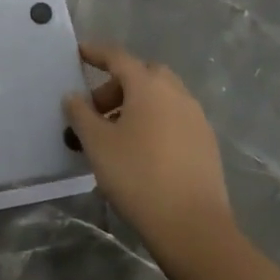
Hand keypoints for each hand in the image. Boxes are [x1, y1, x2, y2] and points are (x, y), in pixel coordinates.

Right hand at [63, 43, 233, 261]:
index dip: (96, 53)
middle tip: (97, 109)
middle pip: (143, 75)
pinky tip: (143, 151)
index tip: (80, 52)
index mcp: (148, 85)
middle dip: (118, 85)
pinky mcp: (206, 143)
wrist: (194, 227)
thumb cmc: (138, 176)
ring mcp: (195, 118)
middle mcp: (176, 93)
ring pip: (161, 97)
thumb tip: (73, 96)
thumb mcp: (97, 144)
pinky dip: (156, 122)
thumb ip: (80, 114)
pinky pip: (175, 118)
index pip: (118, 57)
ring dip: (137, 104)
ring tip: (117, 134)